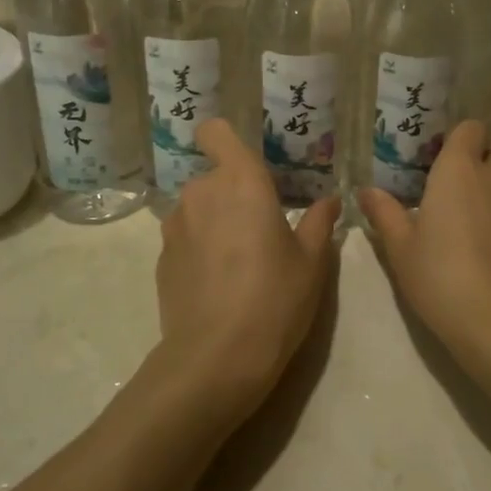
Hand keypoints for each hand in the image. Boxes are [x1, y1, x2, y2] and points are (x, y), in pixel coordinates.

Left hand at [155, 118, 340, 421]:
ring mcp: (174, 226)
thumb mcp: (311, 261)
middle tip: (261, 228)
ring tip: (240, 261)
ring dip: (215, 221)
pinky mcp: (161, 259)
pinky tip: (218, 285)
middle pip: (214, 176)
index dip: (225, 139)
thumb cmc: (275, 298)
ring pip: (198, 208)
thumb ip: (318, 222)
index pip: (216, 132)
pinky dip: (200, 250)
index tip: (247, 162)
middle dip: (233, 194)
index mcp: (240, 181)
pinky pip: (185, 239)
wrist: (216, 358)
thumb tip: (330, 200)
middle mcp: (201, 193)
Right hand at [359, 120, 490, 381]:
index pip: (470, 129)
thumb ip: (384, 213)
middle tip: (448, 212)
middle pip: (487, 163)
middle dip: (471, 179)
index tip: (440, 165)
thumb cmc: (440, 278)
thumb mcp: (400, 249)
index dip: (458, 142)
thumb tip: (367, 191)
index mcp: (461, 171)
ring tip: (474, 246)